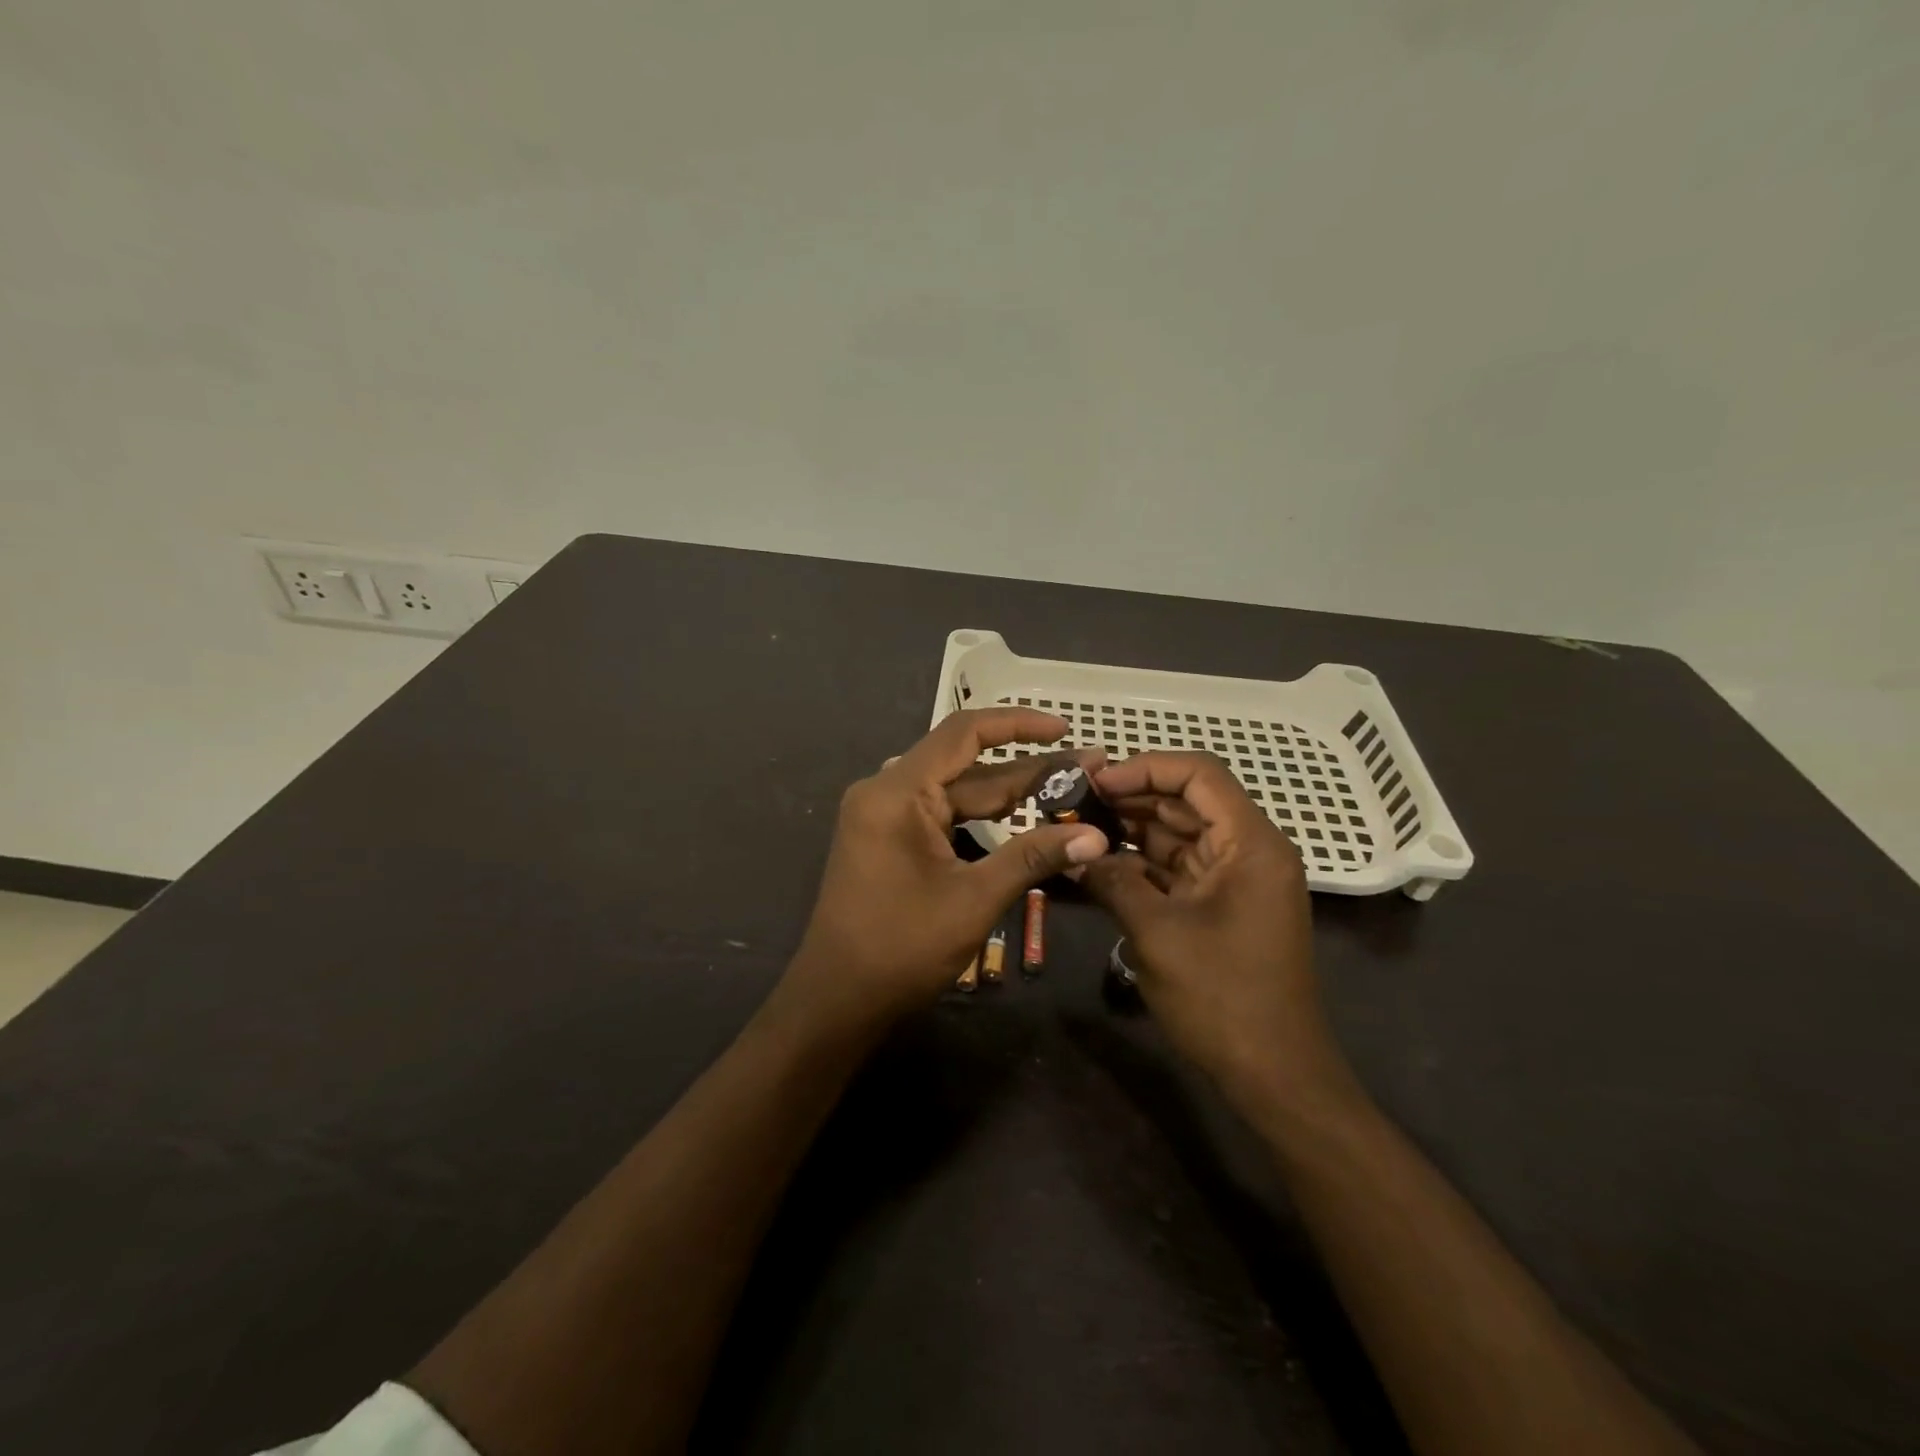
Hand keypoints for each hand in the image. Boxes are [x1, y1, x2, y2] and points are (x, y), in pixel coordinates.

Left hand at [778, 709, 1108, 1031]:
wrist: (838, 1000)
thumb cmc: (901, 948)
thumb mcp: (975, 899)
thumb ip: (1033, 858)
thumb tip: (1095, 836)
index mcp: (897, 792)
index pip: (963, 733)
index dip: (1018, 724)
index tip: (1065, 729)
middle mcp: (886, 791)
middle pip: (965, 764)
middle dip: (1026, 768)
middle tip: (1087, 771)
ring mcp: (884, 815)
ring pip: (957, 792)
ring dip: (1008, 794)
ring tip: (1066, 791)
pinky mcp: (888, 838)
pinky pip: (942, 814)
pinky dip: (981, 818)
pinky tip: (1022, 818)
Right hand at [1081, 752, 1352, 1111]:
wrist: (1273, 1074)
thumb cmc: (1223, 997)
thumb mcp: (1157, 933)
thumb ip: (1112, 881)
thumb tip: (1071, 852)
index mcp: (1250, 843)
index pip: (1199, 775)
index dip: (1145, 768)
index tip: (1096, 781)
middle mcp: (1247, 850)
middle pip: (1186, 801)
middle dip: (1130, 798)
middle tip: (1073, 802)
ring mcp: (1234, 880)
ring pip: (1177, 834)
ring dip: (1130, 830)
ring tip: (1076, 827)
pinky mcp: (1219, 906)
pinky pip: (1176, 869)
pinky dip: (1140, 864)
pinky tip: (1097, 864)